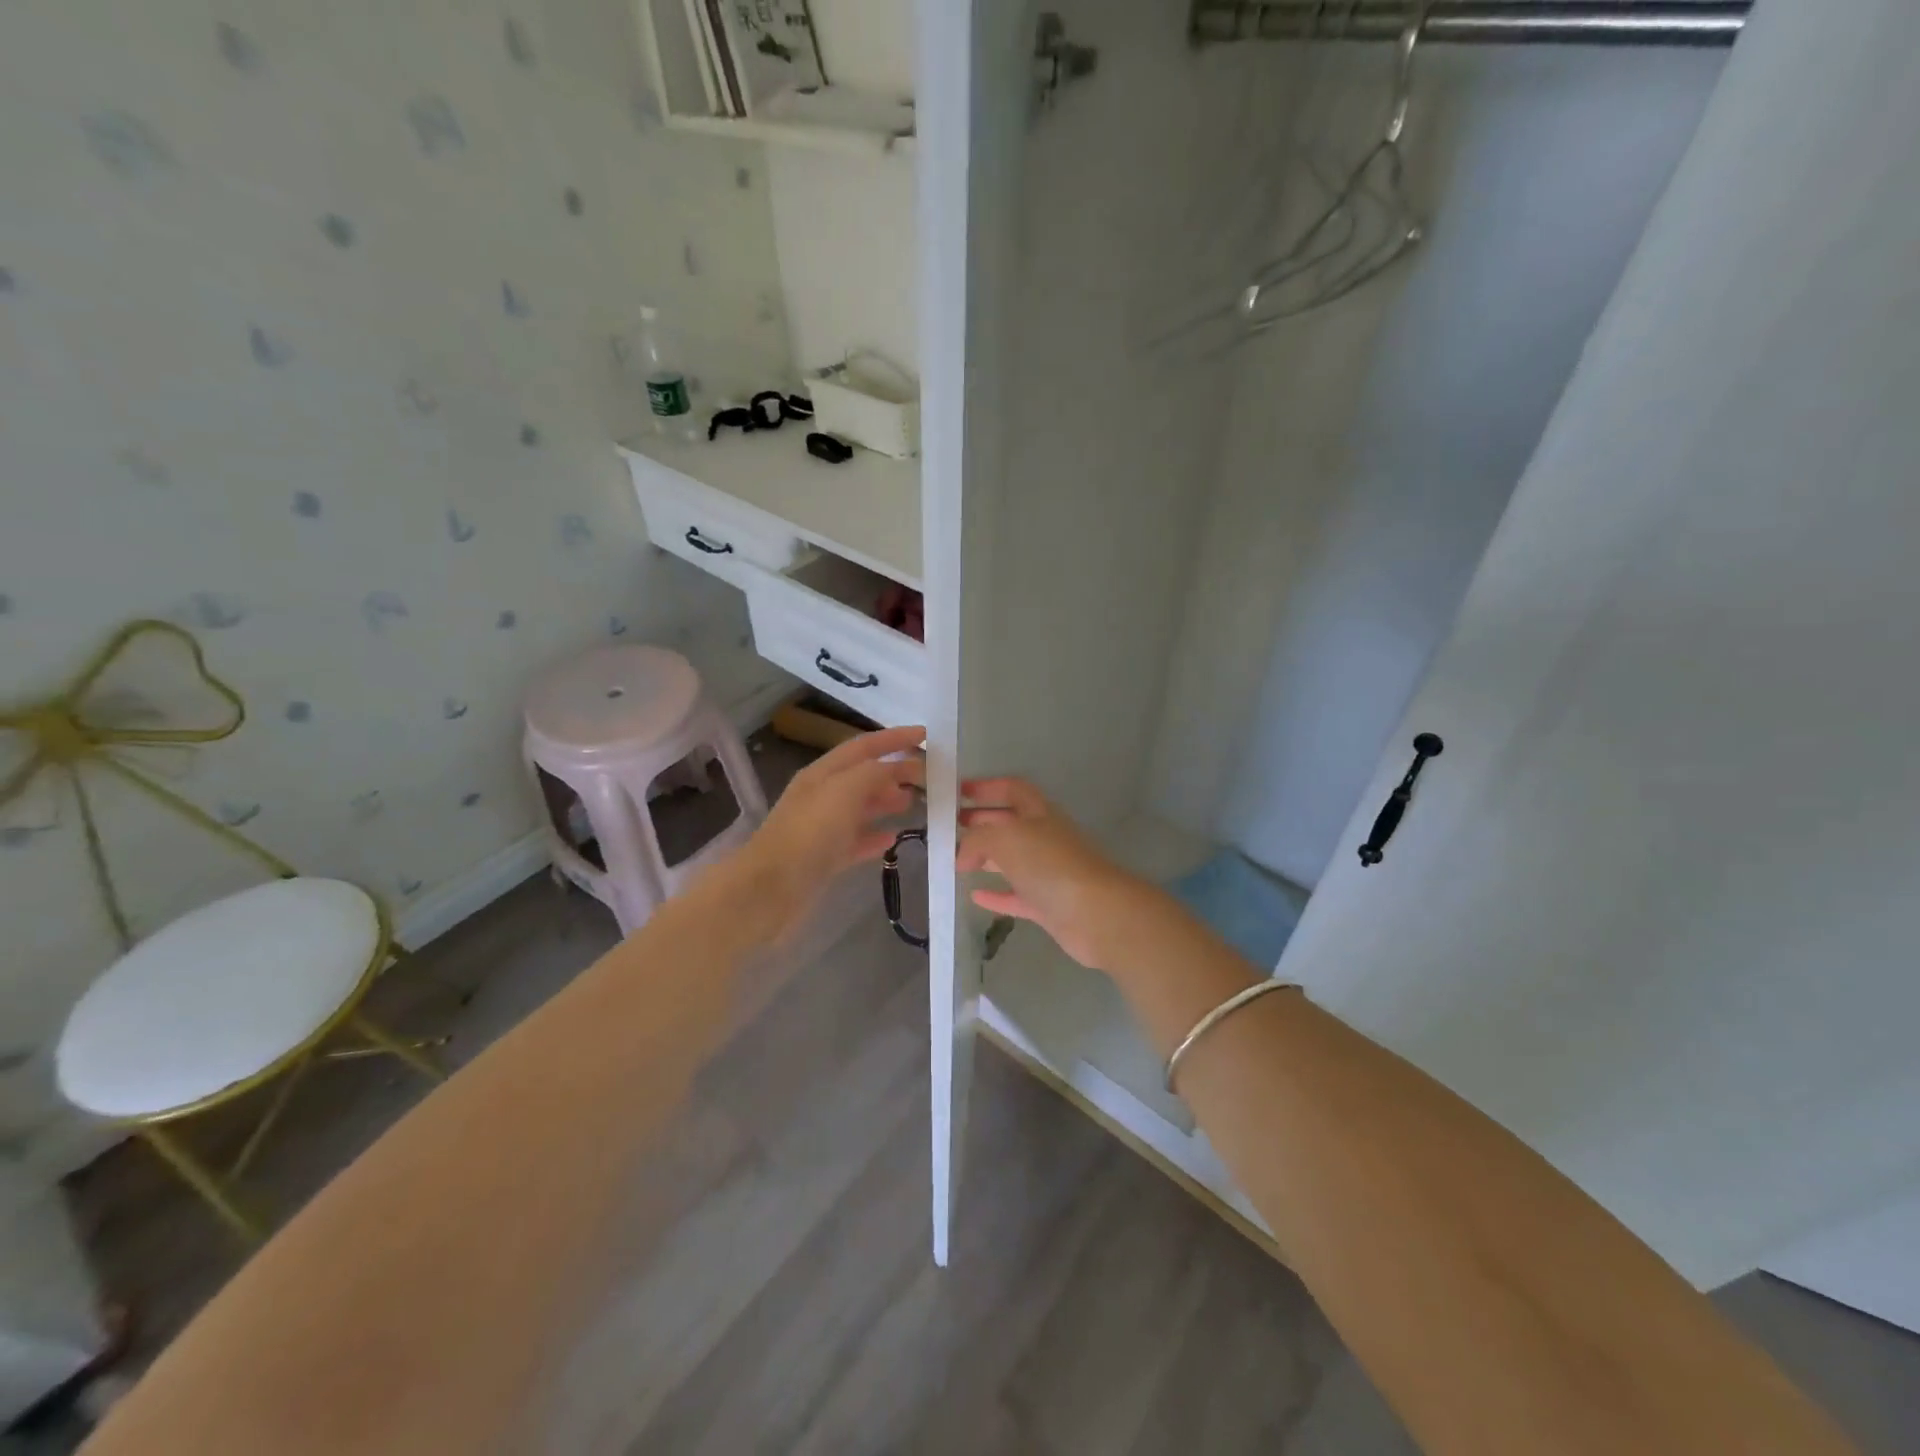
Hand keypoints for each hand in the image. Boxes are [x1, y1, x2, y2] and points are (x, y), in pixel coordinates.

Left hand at [730, 724, 924, 939]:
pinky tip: (893, 839)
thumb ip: (874, 773)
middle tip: (929, 776)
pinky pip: (856, 840)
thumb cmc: (810, 833)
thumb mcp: (845, 791)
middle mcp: (822, 795)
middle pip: (864, 775)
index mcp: (823, 773)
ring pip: (861, 807)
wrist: (771, 889)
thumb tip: (896, 770)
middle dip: (896, 771)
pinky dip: (876, 836)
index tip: (925, 734)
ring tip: (916, 803)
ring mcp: (822, 828)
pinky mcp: (825, 858)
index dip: (894, 738)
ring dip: (888, 801)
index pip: (864, 746)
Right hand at [957, 778, 1141, 970]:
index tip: (959, 792)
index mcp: (1039, 813)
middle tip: (952, 827)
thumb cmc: (1050, 864)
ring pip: (1013, 860)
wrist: (1096, 914)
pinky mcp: (1048, 905)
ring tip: (957, 860)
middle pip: (1011, 823)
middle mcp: (1045, 838)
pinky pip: (1017, 896)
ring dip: (987, 858)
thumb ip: (977, 839)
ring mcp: (1049, 873)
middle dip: (982, 821)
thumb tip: (962, 855)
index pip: (1013, 789)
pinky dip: (996, 895)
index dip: (987, 787)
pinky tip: (975, 896)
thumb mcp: (1006, 838)